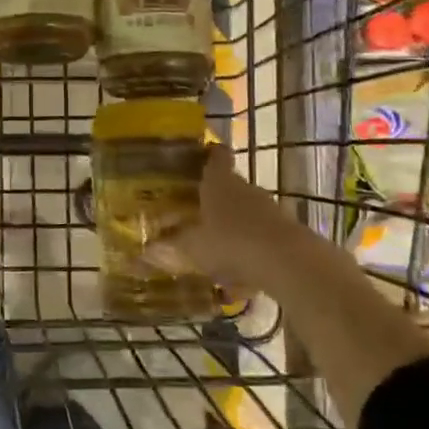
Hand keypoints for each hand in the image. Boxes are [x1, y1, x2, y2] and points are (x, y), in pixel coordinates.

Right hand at [140, 146, 325, 298]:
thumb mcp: (192, 248)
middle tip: (195, 210)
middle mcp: (244, 189)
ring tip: (214, 246)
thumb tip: (141, 255)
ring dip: (233, 225)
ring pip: (246, 211)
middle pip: (229, 185)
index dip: (209, 153)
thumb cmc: (230, 242)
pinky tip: (239, 275)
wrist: (287, 262)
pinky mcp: (286, 233)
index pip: (216, 156)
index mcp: (219, 182)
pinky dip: (249, 248)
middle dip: (214, 198)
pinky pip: (260, 236)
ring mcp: (269, 209)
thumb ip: (169, 249)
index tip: (200, 155)